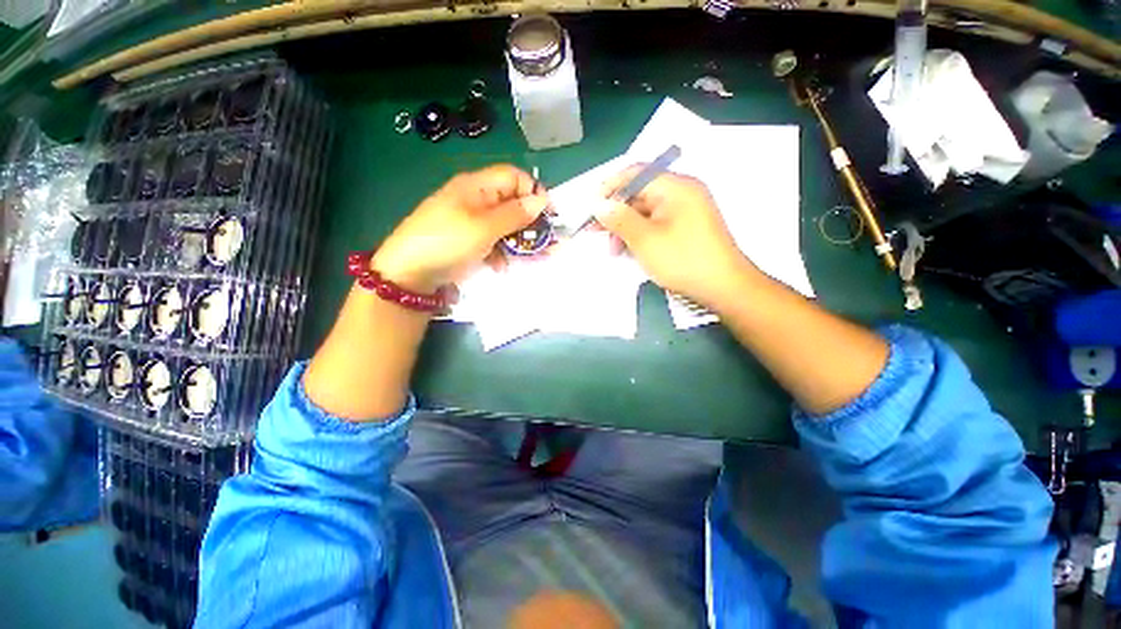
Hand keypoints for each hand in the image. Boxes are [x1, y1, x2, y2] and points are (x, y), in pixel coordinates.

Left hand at [372, 165, 549, 291]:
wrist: (410, 273)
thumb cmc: (448, 242)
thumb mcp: (484, 227)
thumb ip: (514, 214)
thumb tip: (541, 201)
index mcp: (477, 186)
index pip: (514, 177)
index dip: (534, 192)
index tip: (549, 215)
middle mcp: (476, 200)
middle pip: (512, 203)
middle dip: (532, 223)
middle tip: (548, 243)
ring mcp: (472, 222)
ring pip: (506, 226)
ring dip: (521, 241)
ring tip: (535, 258)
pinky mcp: (470, 241)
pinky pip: (494, 241)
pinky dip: (502, 252)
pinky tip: (502, 266)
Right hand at [596, 166, 755, 305]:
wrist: (723, 288)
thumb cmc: (683, 260)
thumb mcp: (645, 239)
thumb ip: (619, 218)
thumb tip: (599, 204)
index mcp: (676, 187)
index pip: (635, 174)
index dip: (610, 187)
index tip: (591, 206)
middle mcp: (682, 193)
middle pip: (640, 194)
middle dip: (616, 213)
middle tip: (596, 232)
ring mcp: (686, 212)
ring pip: (646, 212)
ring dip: (626, 228)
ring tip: (614, 250)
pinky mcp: (686, 229)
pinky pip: (656, 225)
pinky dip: (640, 235)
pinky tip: (630, 251)